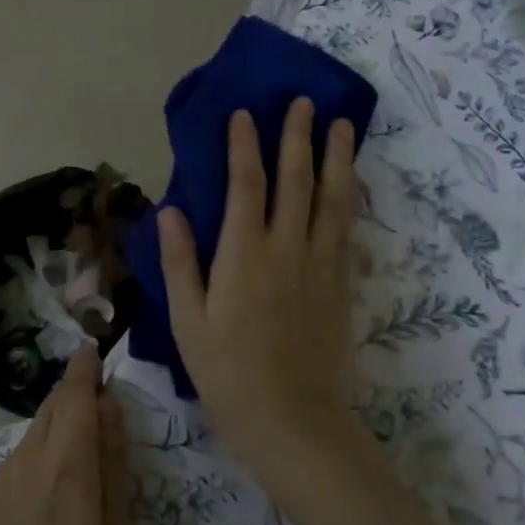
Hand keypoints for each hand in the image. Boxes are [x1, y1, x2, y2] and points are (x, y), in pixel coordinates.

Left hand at [0, 346, 128, 524]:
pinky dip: (43, 450)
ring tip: (85, 445)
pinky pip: (21, 458)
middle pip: (51, 407)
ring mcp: (1, 481)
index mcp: (64, 463)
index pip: (73, 394)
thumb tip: (109, 407)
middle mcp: (27, 459)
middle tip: (102, 401)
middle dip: (75, 394)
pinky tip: (56, 483)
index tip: (97, 350)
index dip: (85, 368)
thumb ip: (112, 463)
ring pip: (34, 432)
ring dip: (58, 424)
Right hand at [158, 99, 361, 477]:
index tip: (244, 114)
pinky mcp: (342, 285)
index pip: (246, 185)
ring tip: (343, 125)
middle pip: (296, 181)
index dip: (245, 146)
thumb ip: (181, 262)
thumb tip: (171, 210)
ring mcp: (321, 266)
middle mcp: (287, 249)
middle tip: (305, 102)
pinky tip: (353, 184)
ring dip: (337, 158)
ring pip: (332, 199)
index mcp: (244, 255)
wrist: (294, 422)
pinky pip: (348, 230)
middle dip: (299, 137)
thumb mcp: (188, 322)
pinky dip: (350, 199)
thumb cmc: (228, 374)